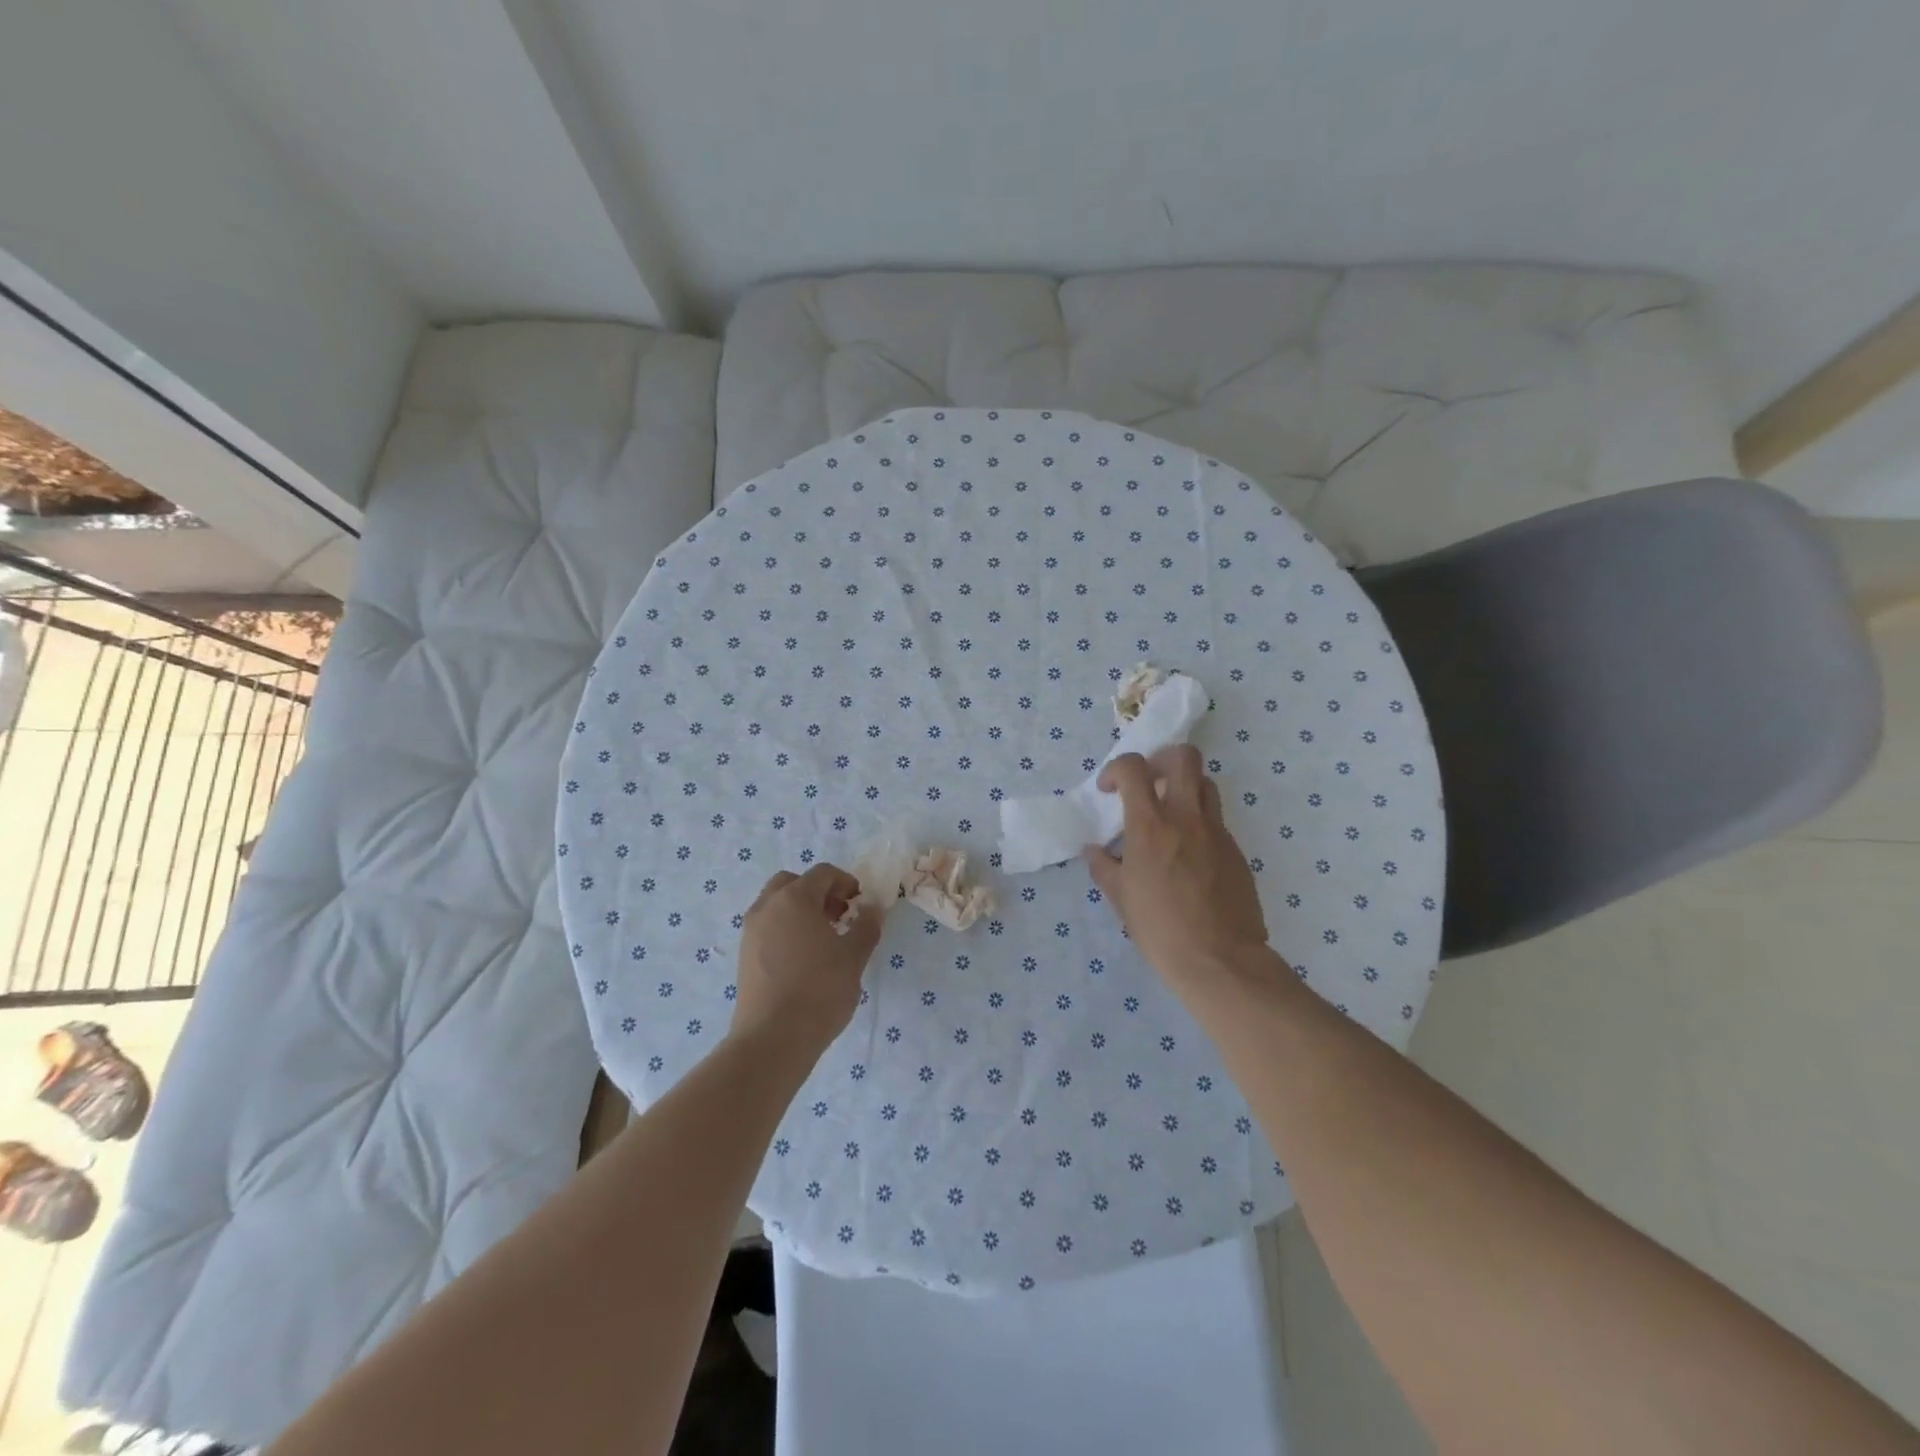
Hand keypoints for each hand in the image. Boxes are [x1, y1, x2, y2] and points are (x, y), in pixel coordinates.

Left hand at [732, 864, 882, 1056]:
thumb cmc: (819, 989)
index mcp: (795, 898)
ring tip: (824, 938)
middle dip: (818, 892)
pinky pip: (767, 927)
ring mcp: (751, 931)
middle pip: (793, 883)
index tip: (860, 902)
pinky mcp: (744, 955)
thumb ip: (866, 926)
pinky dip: (786, 929)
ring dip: (800, 910)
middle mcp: (768, 906)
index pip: (822, 873)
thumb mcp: (854, 957)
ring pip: (776, 905)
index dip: (846, 882)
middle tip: (839, 915)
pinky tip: (804, 958)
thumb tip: (873, 908)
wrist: (773, 1038)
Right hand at [1083, 746, 1270, 986]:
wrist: (1220, 959)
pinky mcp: (1236, 849)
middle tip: (1149, 782)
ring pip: (1205, 783)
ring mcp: (1216, 831)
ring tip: (1170, 814)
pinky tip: (1188, 853)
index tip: (1109, 790)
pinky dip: (1199, 822)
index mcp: (1150, 826)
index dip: (1117, 769)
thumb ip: (1104, 867)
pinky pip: (1216, 819)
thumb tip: (1094, 850)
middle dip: (1161, 759)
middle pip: (1183, 757)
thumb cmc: (1160, 929)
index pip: (1134, 768)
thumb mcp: (1120, 899)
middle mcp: (1186, 817)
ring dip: (1184, 787)